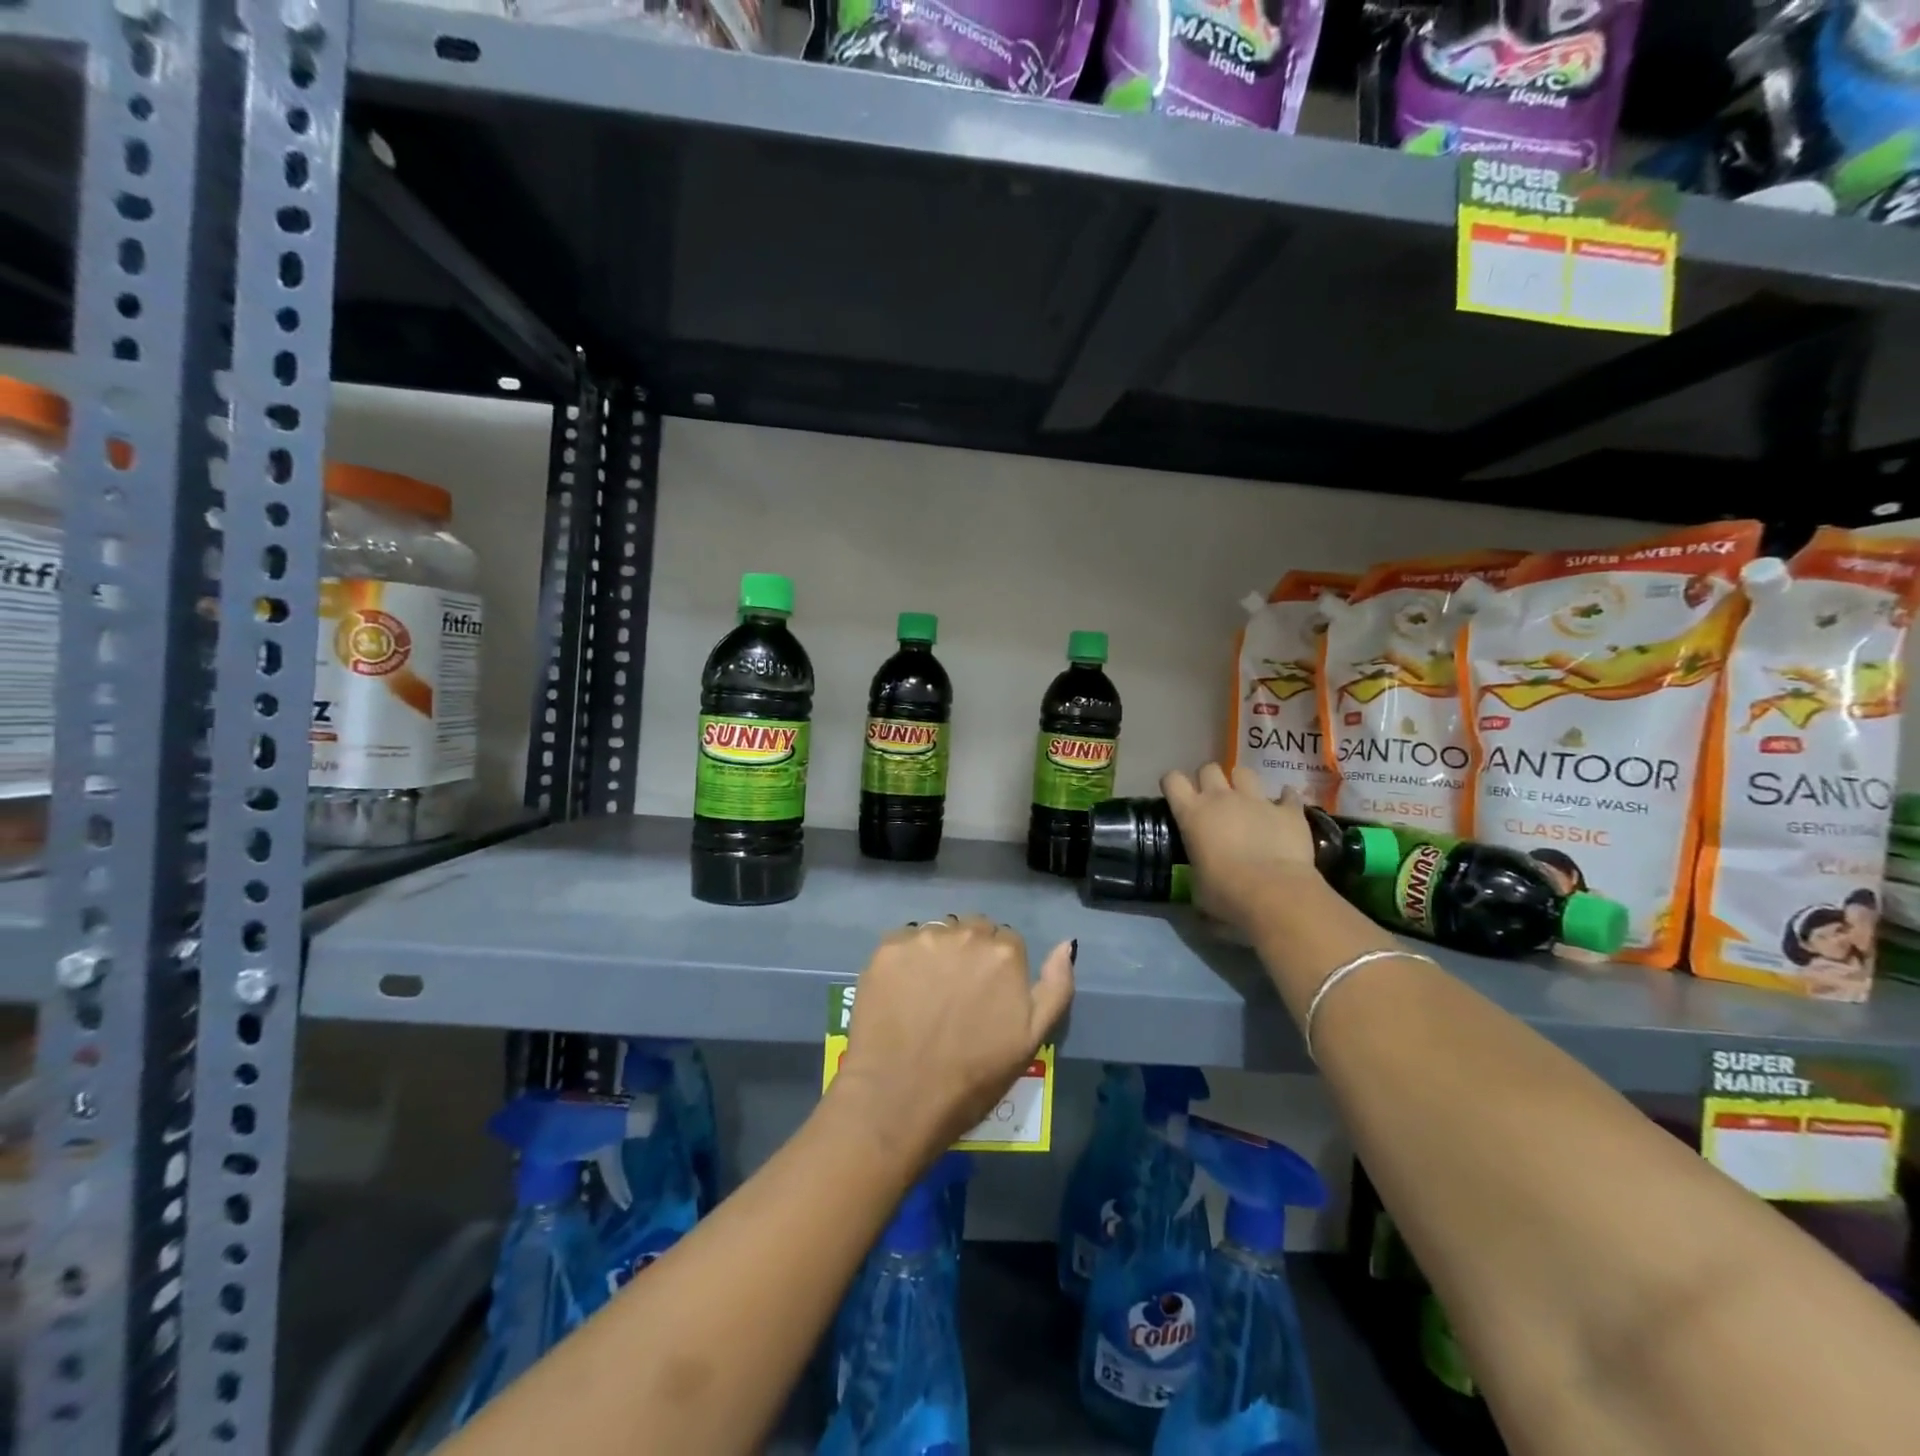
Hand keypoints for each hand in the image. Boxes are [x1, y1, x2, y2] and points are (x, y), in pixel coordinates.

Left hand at [834, 916, 1074, 1161]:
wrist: (898, 1100)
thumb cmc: (973, 1079)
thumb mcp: (1032, 1040)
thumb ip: (1056, 986)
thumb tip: (1066, 945)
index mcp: (1005, 954)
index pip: (1007, 942)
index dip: (997, 971)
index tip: (986, 999)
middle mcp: (966, 934)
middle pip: (972, 930)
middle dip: (969, 955)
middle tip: (956, 997)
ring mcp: (923, 938)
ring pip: (938, 934)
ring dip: (938, 954)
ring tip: (926, 996)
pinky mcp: (887, 948)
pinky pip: (904, 942)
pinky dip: (906, 962)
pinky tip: (900, 993)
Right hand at [1162, 764, 1320, 933]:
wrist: (1275, 894)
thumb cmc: (1225, 894)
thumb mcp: (1197, 886)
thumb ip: (1197, 870)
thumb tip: (1202, 878)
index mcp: (1192, 814)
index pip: (1172, 780)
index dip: (1173, 784)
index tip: (1177, 796)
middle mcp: (1221, 798)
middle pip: (1209, 769)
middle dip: (1209, 779)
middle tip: (1214, 800)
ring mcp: (1257, 800)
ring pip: (1245, 773)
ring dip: (1244, 784)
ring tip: (1248, 800)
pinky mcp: (1289, 810)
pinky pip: (1288, 795)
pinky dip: (1285, 800)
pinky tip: (1285, 809)